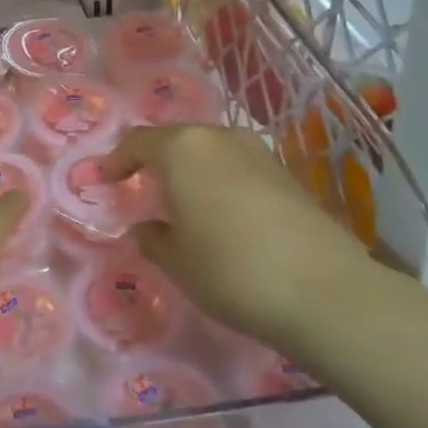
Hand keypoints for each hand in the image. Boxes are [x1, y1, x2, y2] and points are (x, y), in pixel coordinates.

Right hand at [102, 124, 370, 348]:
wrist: (324, 290)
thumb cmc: (230, 269)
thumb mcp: (176, 260)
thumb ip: (152, 238)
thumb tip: (145, 229)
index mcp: (181, 149)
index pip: (137, 142)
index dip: (116, 160)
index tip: (104, 178)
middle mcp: (217, 138)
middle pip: (175, 140)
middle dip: (154, 160)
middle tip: (141, 185)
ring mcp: (256, 152)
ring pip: (209, 151)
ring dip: (190, 169)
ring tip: (181, 198)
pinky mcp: (286, 173)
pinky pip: (236, 166)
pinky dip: (219, 180)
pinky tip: (222, 211)